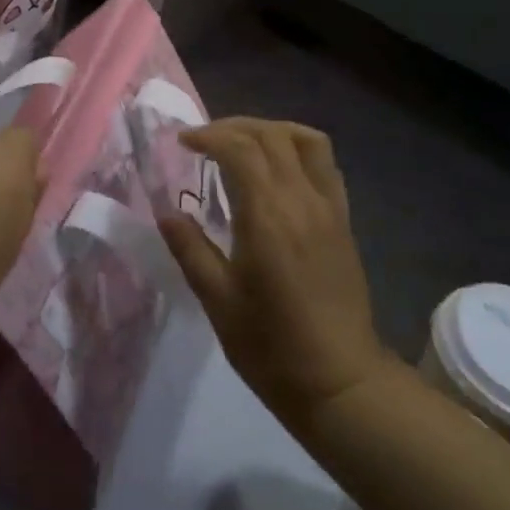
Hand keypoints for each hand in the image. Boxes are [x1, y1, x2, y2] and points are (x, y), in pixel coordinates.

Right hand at [160, 119, 387, 429]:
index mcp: (268, 215)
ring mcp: (329, 207)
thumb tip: (166, 211)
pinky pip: (326, 164)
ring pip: (305, 140)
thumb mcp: (218, 301)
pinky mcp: (343, 220)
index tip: (182, 142)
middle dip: (233, 127)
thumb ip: (190, 249)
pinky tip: (278, 169)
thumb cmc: (272, 347)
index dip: (208, 135)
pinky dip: (298, 148)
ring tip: (243, 144)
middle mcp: (302, 199)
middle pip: (271, 135)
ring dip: (270, 130)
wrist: (341, 383)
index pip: (239, 148)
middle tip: (204, 141)